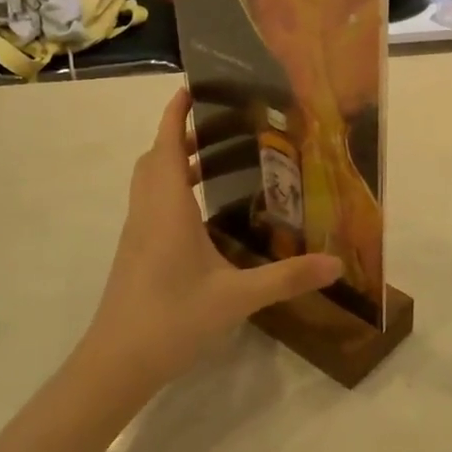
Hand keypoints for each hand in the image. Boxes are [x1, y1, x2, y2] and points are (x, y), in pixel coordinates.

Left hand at [78, 89, 340, 389]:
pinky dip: (171, 191)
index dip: (174, 113)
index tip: (192, 87)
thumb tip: (336, 264)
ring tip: (214, 160)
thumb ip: (287, 278)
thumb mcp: (236, 298)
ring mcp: (137, 235)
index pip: (165, 145)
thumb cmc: (171, 319)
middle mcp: (148, 213)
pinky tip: (202, 215)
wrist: (115, 364)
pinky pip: (151, 206)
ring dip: (172, 162)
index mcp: (168, 209)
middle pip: (154, 159)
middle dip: (178, 134)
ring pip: (149, 183)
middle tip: (219, 125)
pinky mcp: (135, 255)